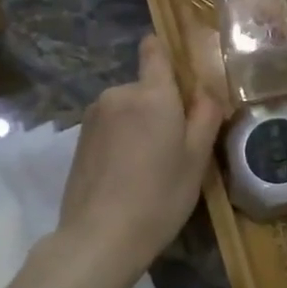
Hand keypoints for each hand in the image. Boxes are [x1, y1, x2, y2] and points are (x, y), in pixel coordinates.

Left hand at [57, 35, 223, 267]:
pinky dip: (123, 140)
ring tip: (153, 164)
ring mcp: (94, 117)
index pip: (154, 50)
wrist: (99, 237)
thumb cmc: (160, 195)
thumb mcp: (197, 157)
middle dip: (162, 105)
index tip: (183, 77)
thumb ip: (206, 115)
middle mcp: (118, 94)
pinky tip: (129, 174)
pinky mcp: (79, 140)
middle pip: (146, 86)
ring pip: (128, 108)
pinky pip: (111, 127)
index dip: (168, 54)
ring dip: (141, 124)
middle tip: (178, 144)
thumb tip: (207, 90)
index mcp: (152, 93)